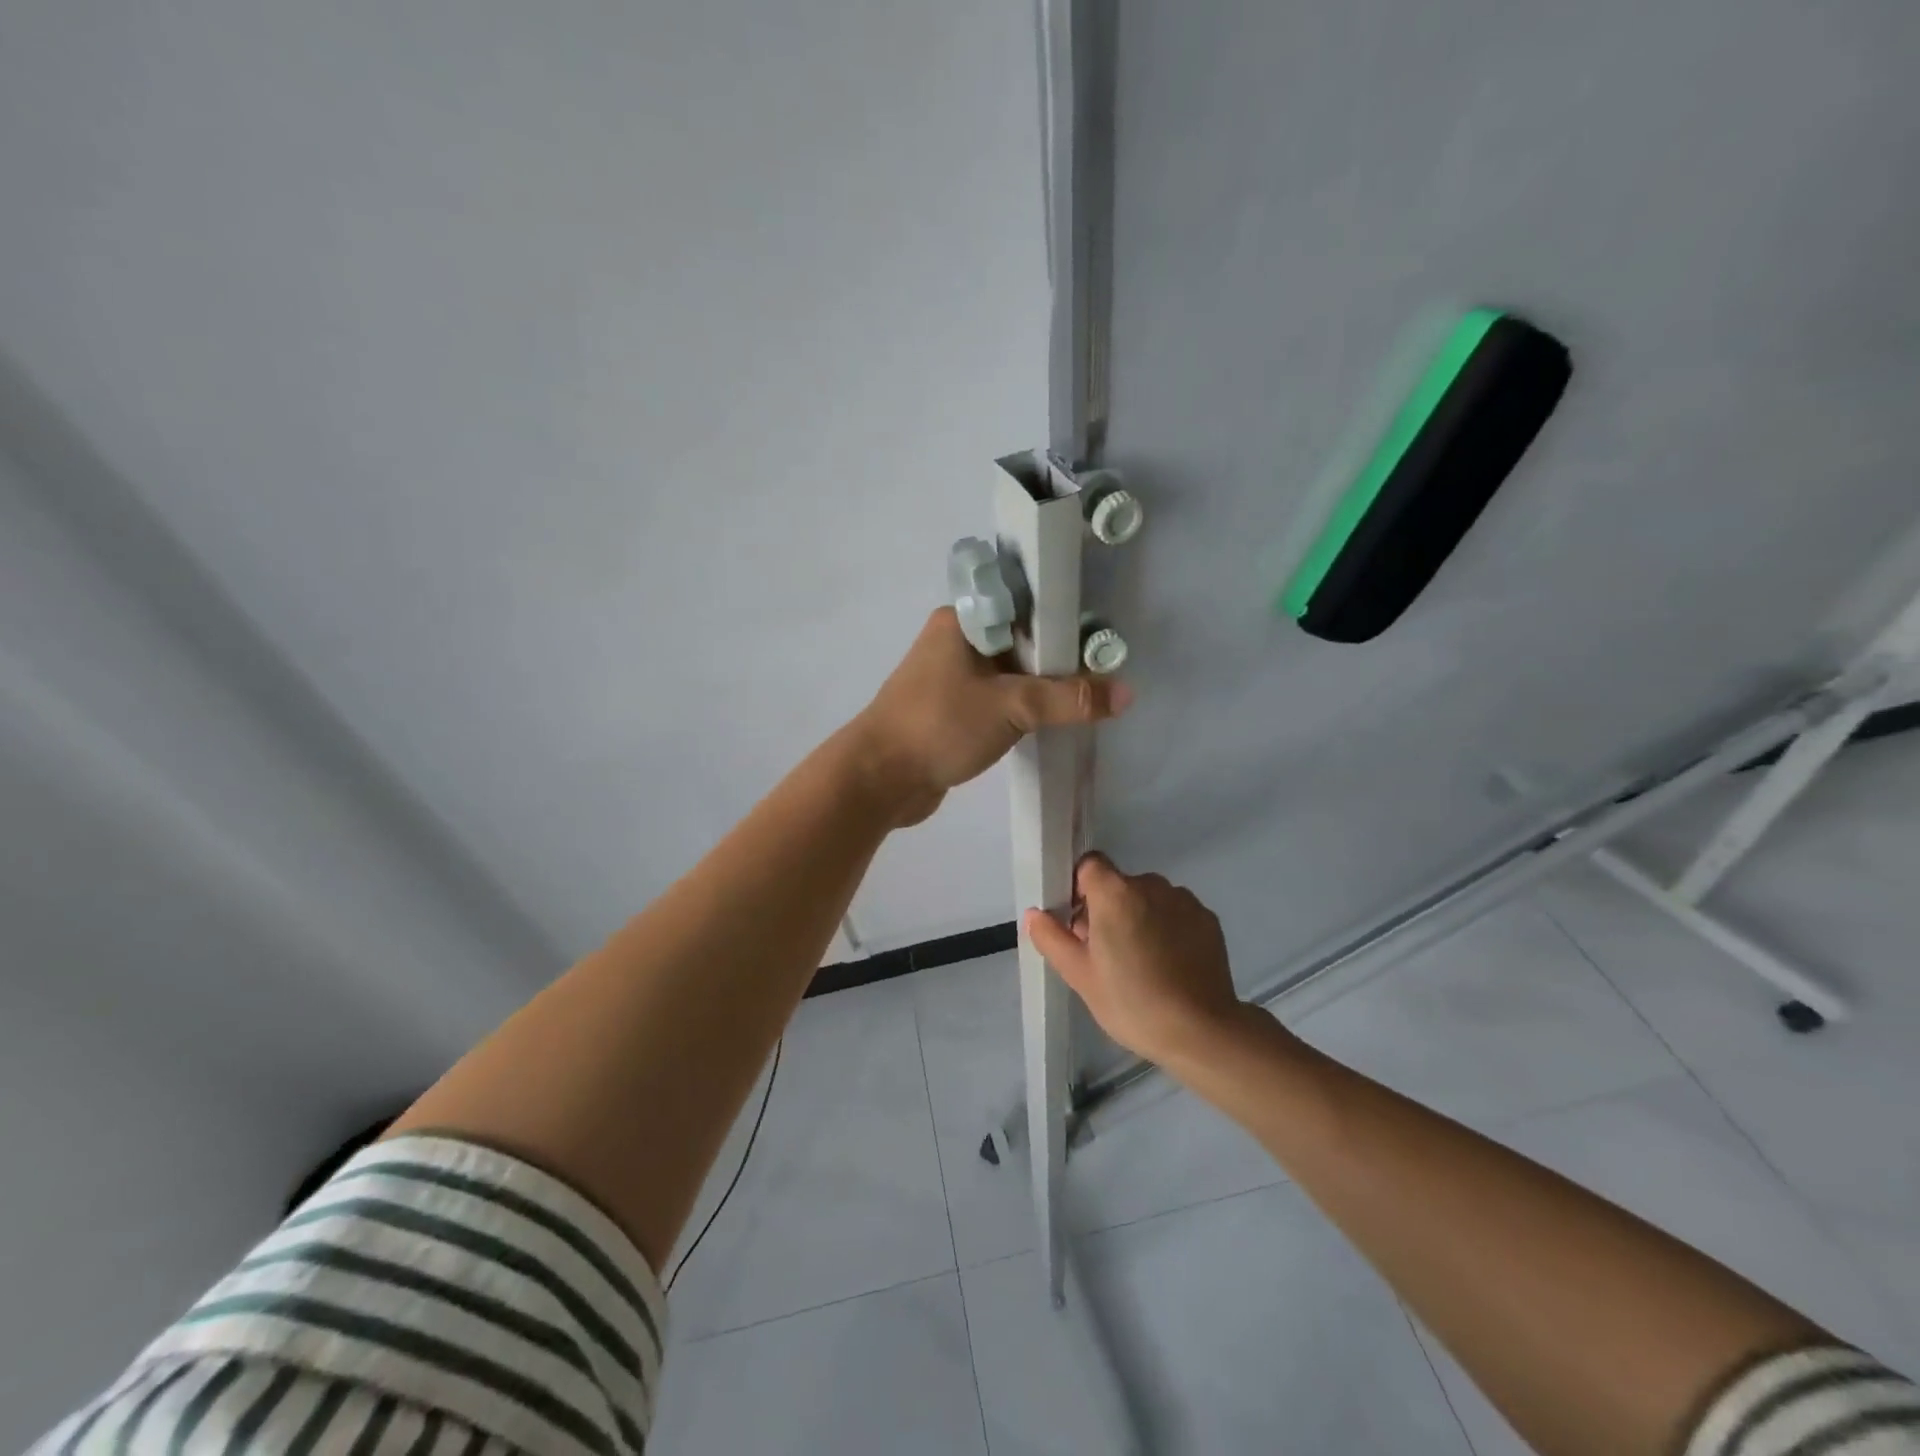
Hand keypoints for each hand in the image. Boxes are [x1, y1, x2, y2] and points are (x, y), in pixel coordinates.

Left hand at [850, 608, 1131, 825]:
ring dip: (1040, 687)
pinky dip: (1020, 710)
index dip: (1064, 620)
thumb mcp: (1011, 706)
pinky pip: (996, 701)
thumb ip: (1068, 699)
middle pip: (1020, 641)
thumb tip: (1125, 693)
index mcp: (962, 622)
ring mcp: (949, 678)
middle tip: (1102, 674)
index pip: (1024, 606)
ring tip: (1085, 699)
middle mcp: (955, 642)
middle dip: (1057, 659)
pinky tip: (1050, 721)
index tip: (1100, 640)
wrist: (879, 779)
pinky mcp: (950, 711)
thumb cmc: (940, 726)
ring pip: (1009, 674)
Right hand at [1024, 854, 1245, 1066]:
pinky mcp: (1208, 919)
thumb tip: (1034, 914)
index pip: (1090, 865)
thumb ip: (1051, 938)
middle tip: (1106, 954)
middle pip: (1119, 884)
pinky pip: (1176, 913)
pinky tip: (1169, 965)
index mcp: (1115, 892)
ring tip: (1141, 963)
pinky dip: (1168, 929)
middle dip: (1108, 909)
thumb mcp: (1080, 975)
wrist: (1201, 1031)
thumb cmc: (1131, 1002)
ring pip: (1149, 899)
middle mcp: (1151, 884)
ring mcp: (1184, 900)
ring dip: (1139, 918)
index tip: (1080, 923)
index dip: (1079, 888)